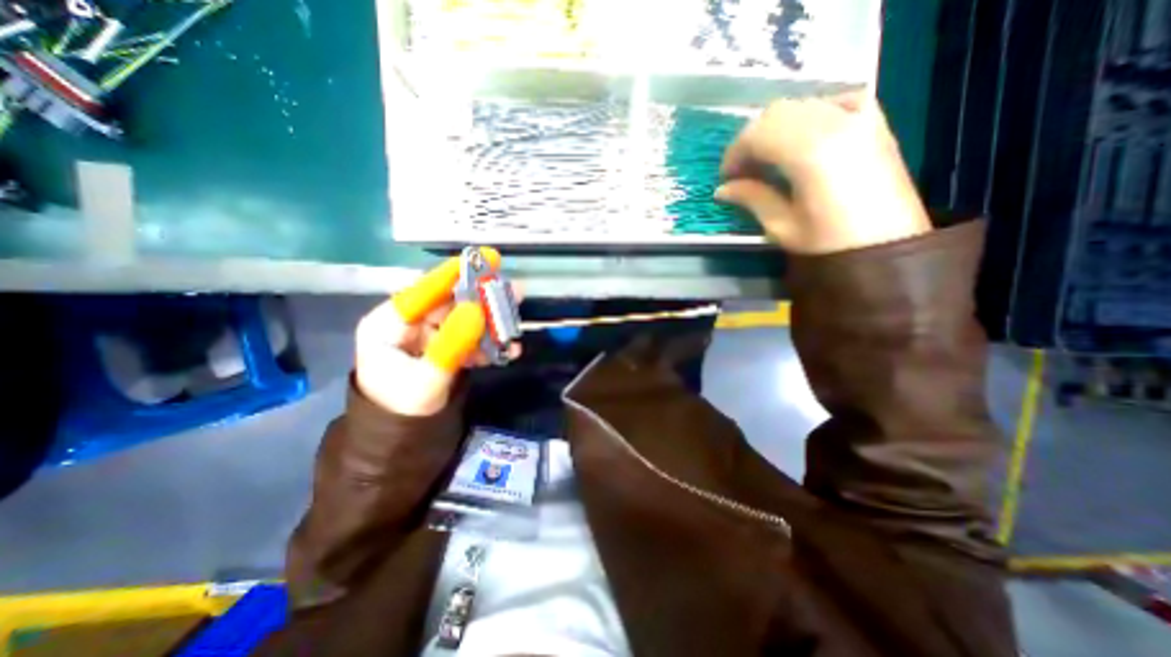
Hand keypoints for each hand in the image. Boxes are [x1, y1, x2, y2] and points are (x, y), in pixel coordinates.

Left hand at [358, 252, 521, 415]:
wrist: (403, 440)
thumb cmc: (402, 409)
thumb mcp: (427, 378)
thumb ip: (451, 345)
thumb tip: (476, 310)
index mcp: (389, 324)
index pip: (424, 291)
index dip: (455, 275)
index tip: (485, 260)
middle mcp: (409, 323)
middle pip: (450, 302)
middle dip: (483, 301)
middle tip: (514, 293)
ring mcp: (428, 335)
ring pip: (464, 319)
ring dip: (490, 324)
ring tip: (515, 325)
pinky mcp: (444, 347)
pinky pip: (469, 338)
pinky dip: (487, 344)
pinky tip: (507, 350)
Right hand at [713, 92, 935, 254]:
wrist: (887, 246)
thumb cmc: (828, 243)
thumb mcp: (781, 226)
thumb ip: (752, 198)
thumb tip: (722, 189)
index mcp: (809, 152)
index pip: (758, 134)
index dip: (735, 153)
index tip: (726, 177)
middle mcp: (834, 123)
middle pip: (777, 113)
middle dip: (751, 139)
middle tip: (743, 169)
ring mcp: (859, 118)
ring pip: (802, 104)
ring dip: (776, 127)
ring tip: (768, 158)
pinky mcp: (874, 122)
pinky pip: (836, 101)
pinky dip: (812, 113)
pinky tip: (805, 135)